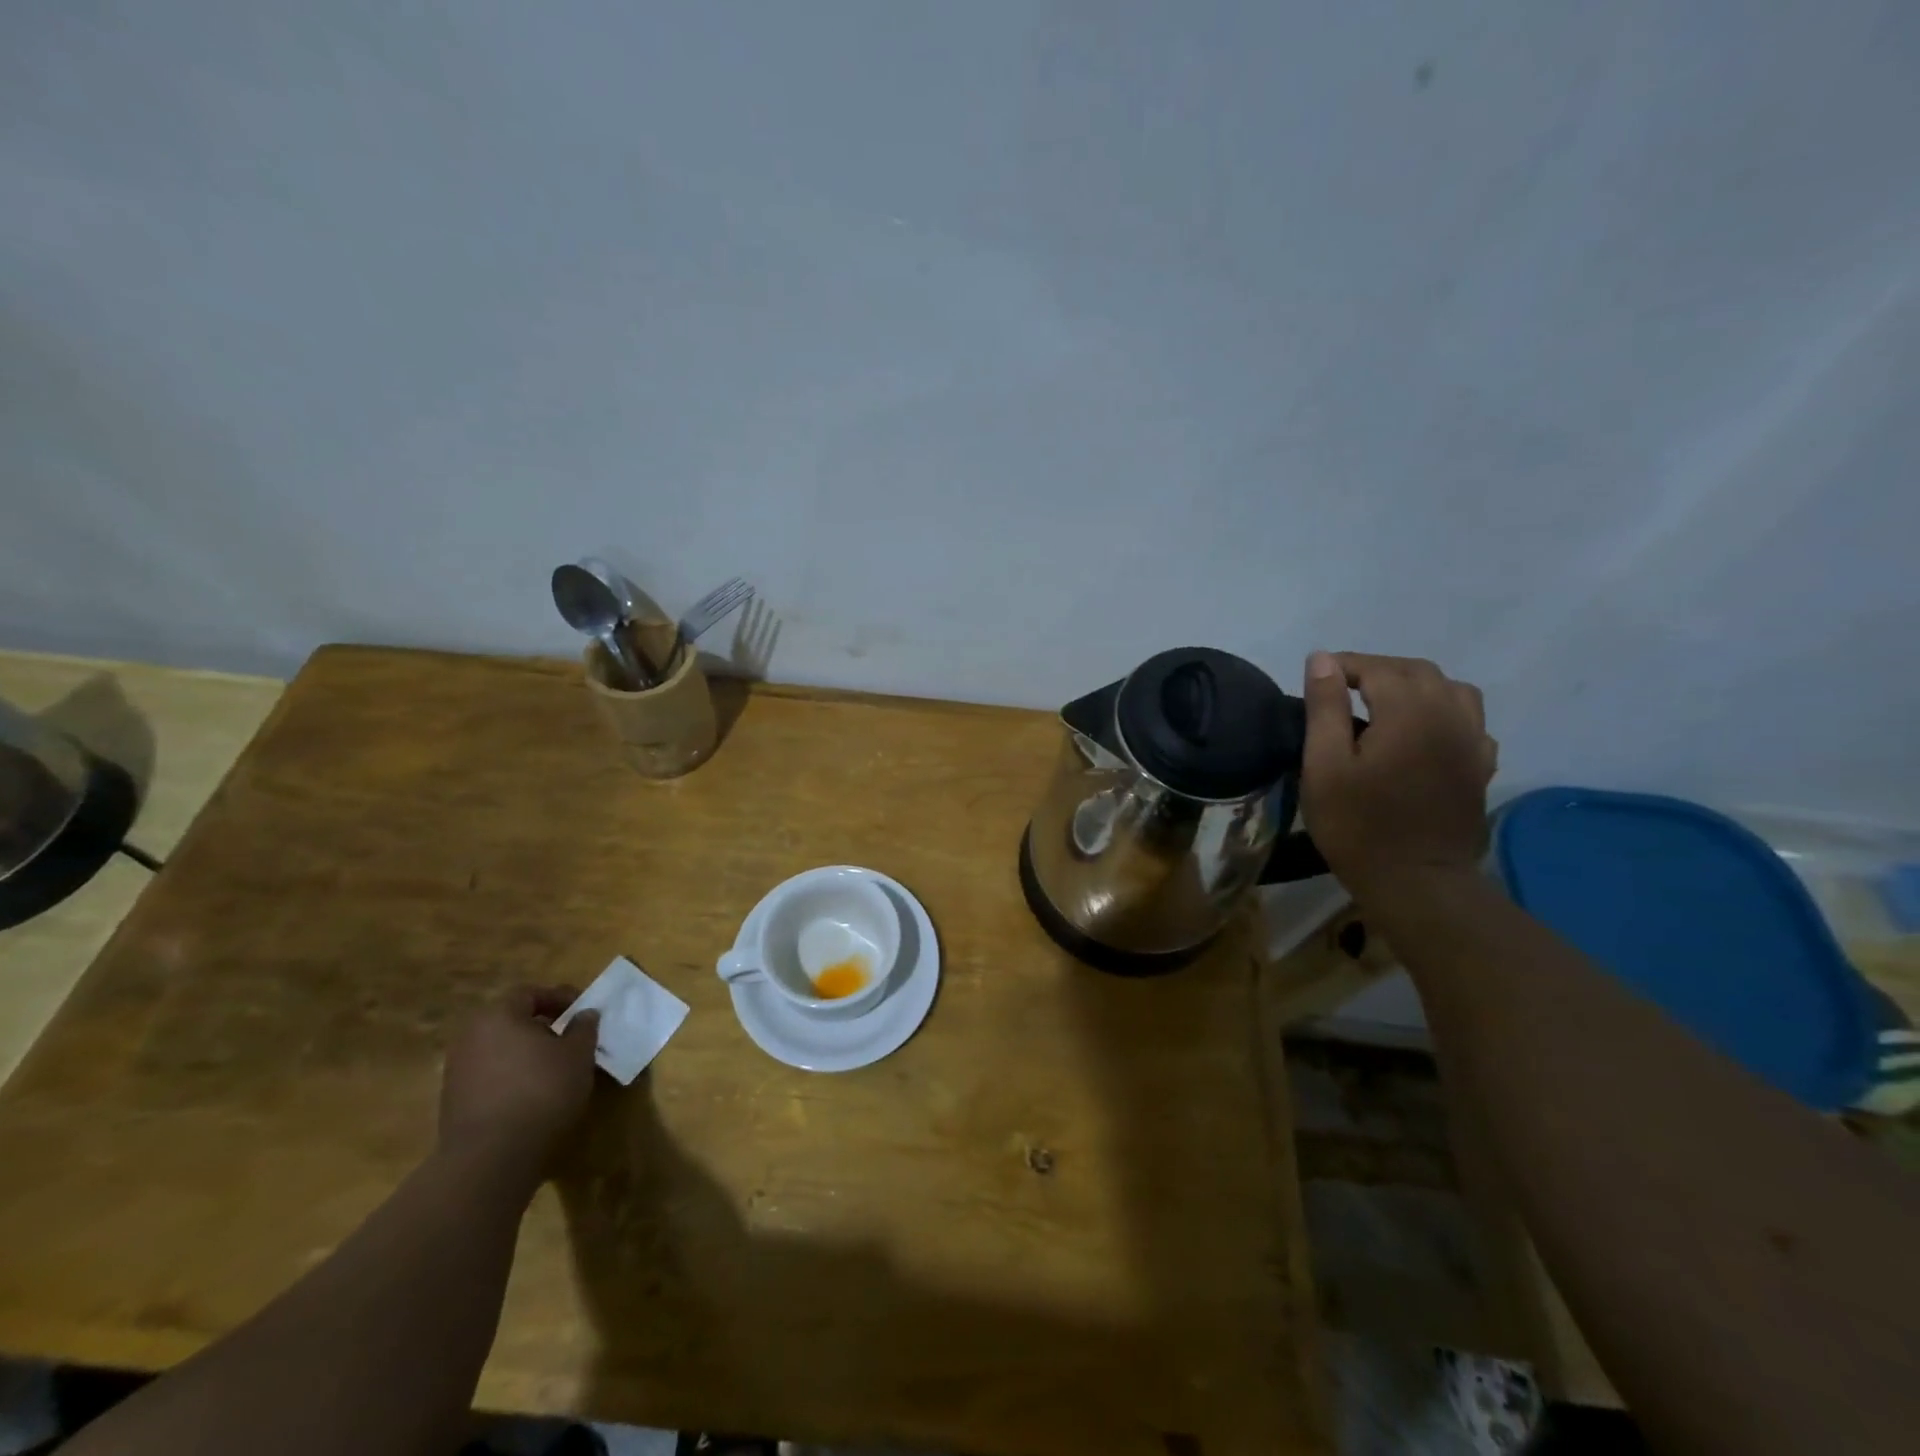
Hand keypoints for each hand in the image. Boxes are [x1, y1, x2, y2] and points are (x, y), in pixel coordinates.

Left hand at [439, 986, 597, 1169]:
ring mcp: (457, 1071)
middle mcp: (470, 1037)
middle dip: (541, 1026)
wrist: (490, 1158)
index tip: (582, 1011)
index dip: (560, 997)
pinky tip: (532, 1094)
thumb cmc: (541, 1091)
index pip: (530, 993)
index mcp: (498, 1016)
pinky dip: (511, 1076)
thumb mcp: (578, 1054)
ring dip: (526, 1053)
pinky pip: (489, 1075)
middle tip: (569, 1038)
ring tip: (554, 1069)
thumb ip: (583, 1028)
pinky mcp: (453, 1102)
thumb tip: (584, 1014)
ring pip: (499, 1049)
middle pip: (510, 1020)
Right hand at [1301, 651, 1497, 901]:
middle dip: (1377, 670)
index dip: (1344, 666)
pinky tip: (1421, 731)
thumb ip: (1325, 708)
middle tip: (1341, 689)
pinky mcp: (1480, 766)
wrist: (1416, 881)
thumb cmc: (1358, 825)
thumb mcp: (1324, 766)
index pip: (1377, 667)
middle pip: (1417, 671)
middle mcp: (1449, 715)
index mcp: (1409, 712)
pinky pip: (1469, 719)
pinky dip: (1442, 711)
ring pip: (1450, 689)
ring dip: (1415, 686)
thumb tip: (1322, 659)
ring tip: (1383, 704)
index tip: (1316, 679)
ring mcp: (1472, 741)